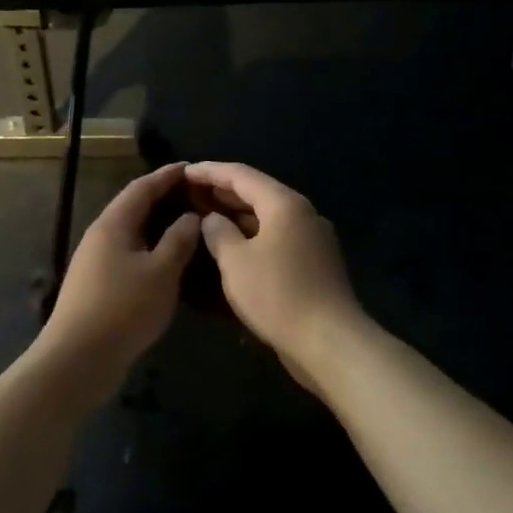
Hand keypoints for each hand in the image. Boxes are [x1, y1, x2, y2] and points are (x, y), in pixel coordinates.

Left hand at [35, 163, 201, 387]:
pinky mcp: (97, 286)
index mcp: (113, 224)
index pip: (142, 188)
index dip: (166, 176)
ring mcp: (95, 262)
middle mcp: (100, 237)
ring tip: (187, 224)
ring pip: (131, 233)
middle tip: (195, 195)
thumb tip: (191, 216)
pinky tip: (168, 260)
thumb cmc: (123, 308)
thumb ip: (179, 240)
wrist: (79, 358)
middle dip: (163, 198)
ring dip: (157, 225)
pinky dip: (150, 249)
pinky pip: (129, 255)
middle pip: (133, 208)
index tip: (190, 167)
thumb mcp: (161, 272)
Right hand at [182, 162, 366, 386]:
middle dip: (222, 192)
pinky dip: (251, 236)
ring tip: (204, 218)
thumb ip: (218, 233)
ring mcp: (311, 239)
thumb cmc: (277, 295)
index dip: (209, 171)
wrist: (329, 341)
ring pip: (267, 217)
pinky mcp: (313, 263)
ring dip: (236, 215)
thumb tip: (211, 219)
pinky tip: (231, 246)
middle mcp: (302, 213)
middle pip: (257, 193)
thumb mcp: (236, 262)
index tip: (183, 172)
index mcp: (284, 204)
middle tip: (189, 194)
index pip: (241, 175)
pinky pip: (276, 238)